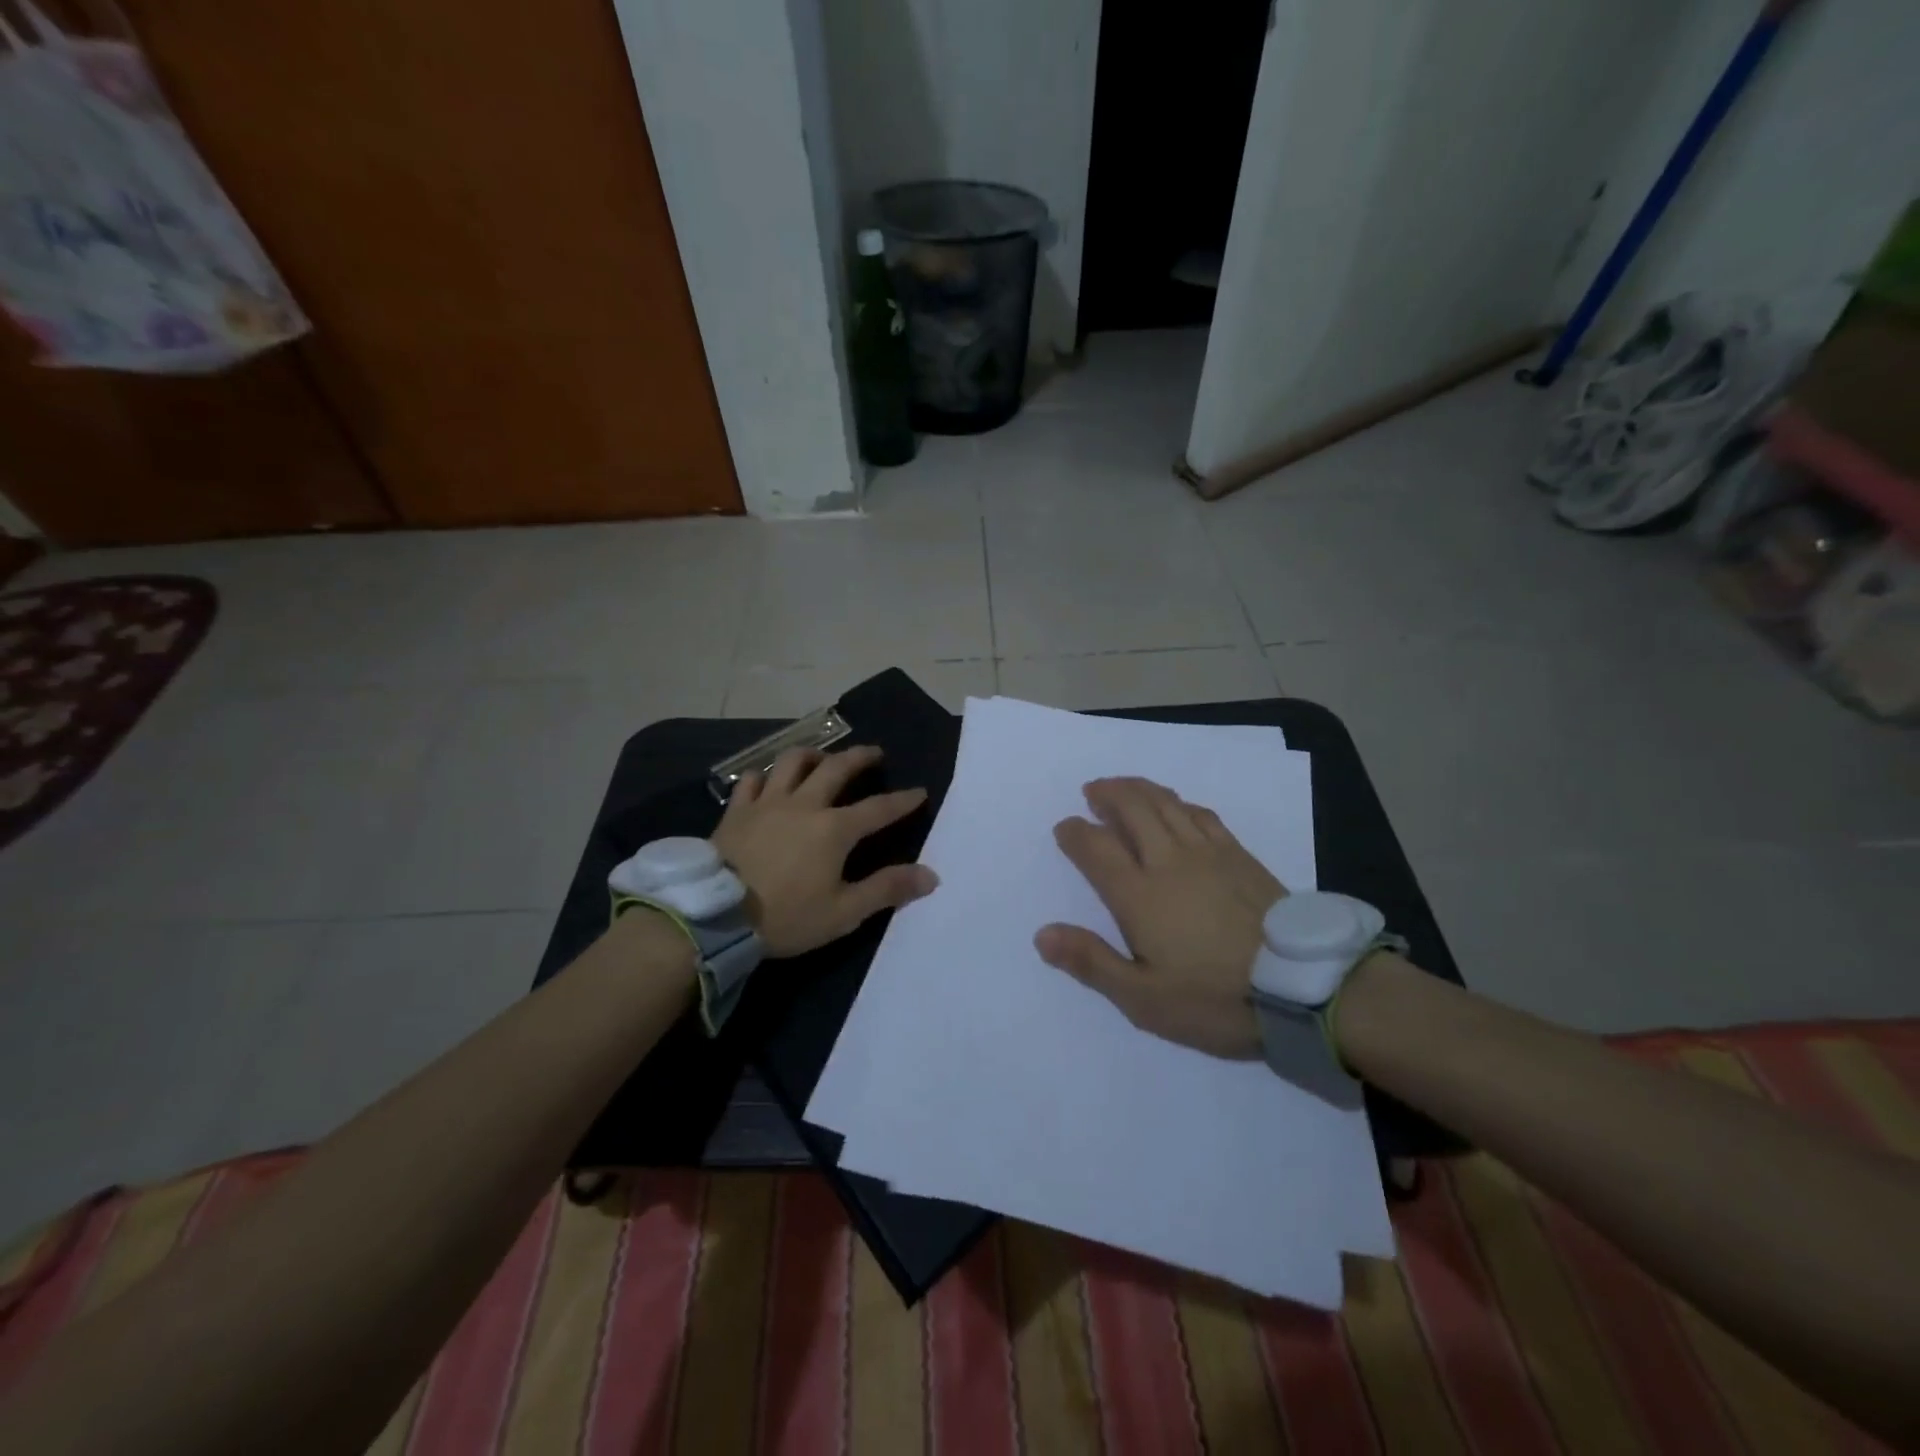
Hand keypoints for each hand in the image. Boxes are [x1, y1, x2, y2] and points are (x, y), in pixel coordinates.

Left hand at [711, 745, 936, 957]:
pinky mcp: (737, 810)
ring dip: (813, 755)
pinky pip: (752, 780)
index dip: (903, 800)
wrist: (715, 915)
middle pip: (837, 768)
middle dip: (861, 757)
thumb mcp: (843, 912)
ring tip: (822, 757)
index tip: (919, 791)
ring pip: (793, 762)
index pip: (879, 808)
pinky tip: (769, 781)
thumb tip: (931, 875)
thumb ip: (887, 890)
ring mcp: (767, 803)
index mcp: (834, 829)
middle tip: (875, 753)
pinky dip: (766, 775)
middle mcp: (804, 804)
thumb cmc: (785, 917)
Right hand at [1036, 777, 1284, 1058]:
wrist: (1303, 988)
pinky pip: (1201, 814)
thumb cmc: (1214, 998)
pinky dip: (1179, 802)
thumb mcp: (1144, 999)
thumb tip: (1042, 934)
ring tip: (1123, 786)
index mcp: (1139, 895)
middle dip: (1107, 795)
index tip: (1064, 827)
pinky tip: (1176, 806)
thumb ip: (1092, 962)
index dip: (1075, 833)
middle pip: (1132, 809)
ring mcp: (1208, 853)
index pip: (1096, 848)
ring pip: (1166, 804)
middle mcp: (1169, 861)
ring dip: (1139, 789)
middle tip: (1092, 791)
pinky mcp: (1240, 855)